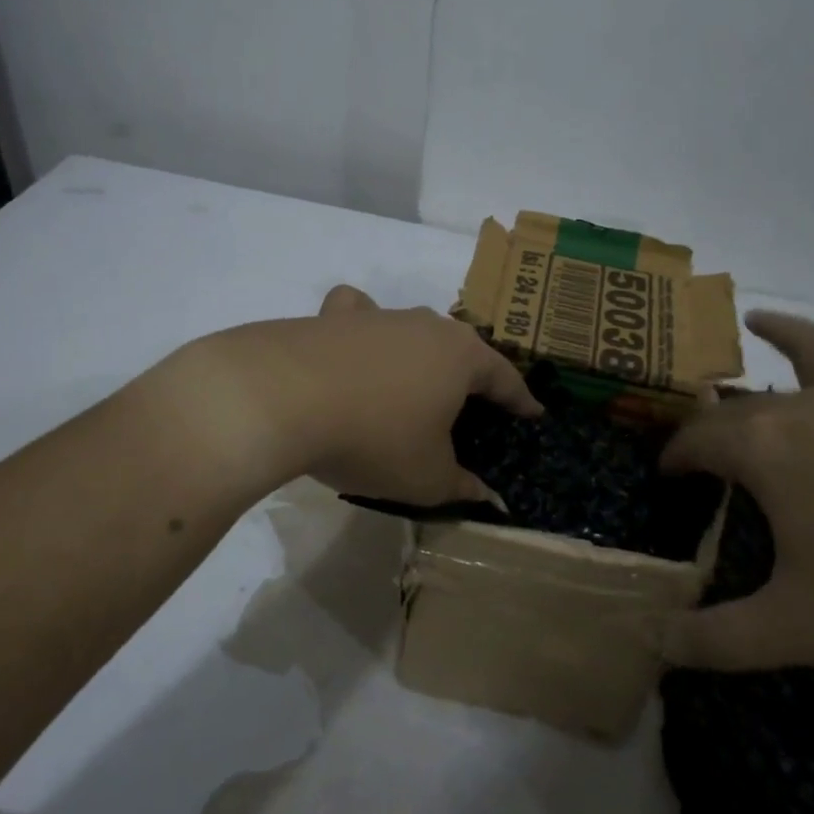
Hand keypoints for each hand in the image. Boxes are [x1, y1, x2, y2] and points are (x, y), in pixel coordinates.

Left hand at [182, 284, 540, 505]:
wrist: (281, 398)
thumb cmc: (374, 438)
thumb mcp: (427, 478)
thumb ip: (463, 487)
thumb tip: (489, 498)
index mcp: (461, 356)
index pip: (505, 378)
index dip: (520, 400)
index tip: (532, 414)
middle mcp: (425, 325)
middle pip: (461, 350)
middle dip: (471, 377)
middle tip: (472, 408)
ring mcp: (378, 315)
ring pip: (413, 331)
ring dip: (420, 355)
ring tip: (414, 384)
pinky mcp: (332, 317)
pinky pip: (359, 316)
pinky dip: (364, 329)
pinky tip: (354, 347)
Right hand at [660, 311, 813, 675]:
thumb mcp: (794, 631)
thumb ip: (713, 640)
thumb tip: (653, 644)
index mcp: (767, 448)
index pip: (698, 440)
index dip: (674, 457)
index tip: (665, 476)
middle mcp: (809, 407)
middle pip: (742, 404)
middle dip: (711, 421)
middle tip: (700, 446)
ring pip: (812, 348)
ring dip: (779, 332)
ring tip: (755, 321)